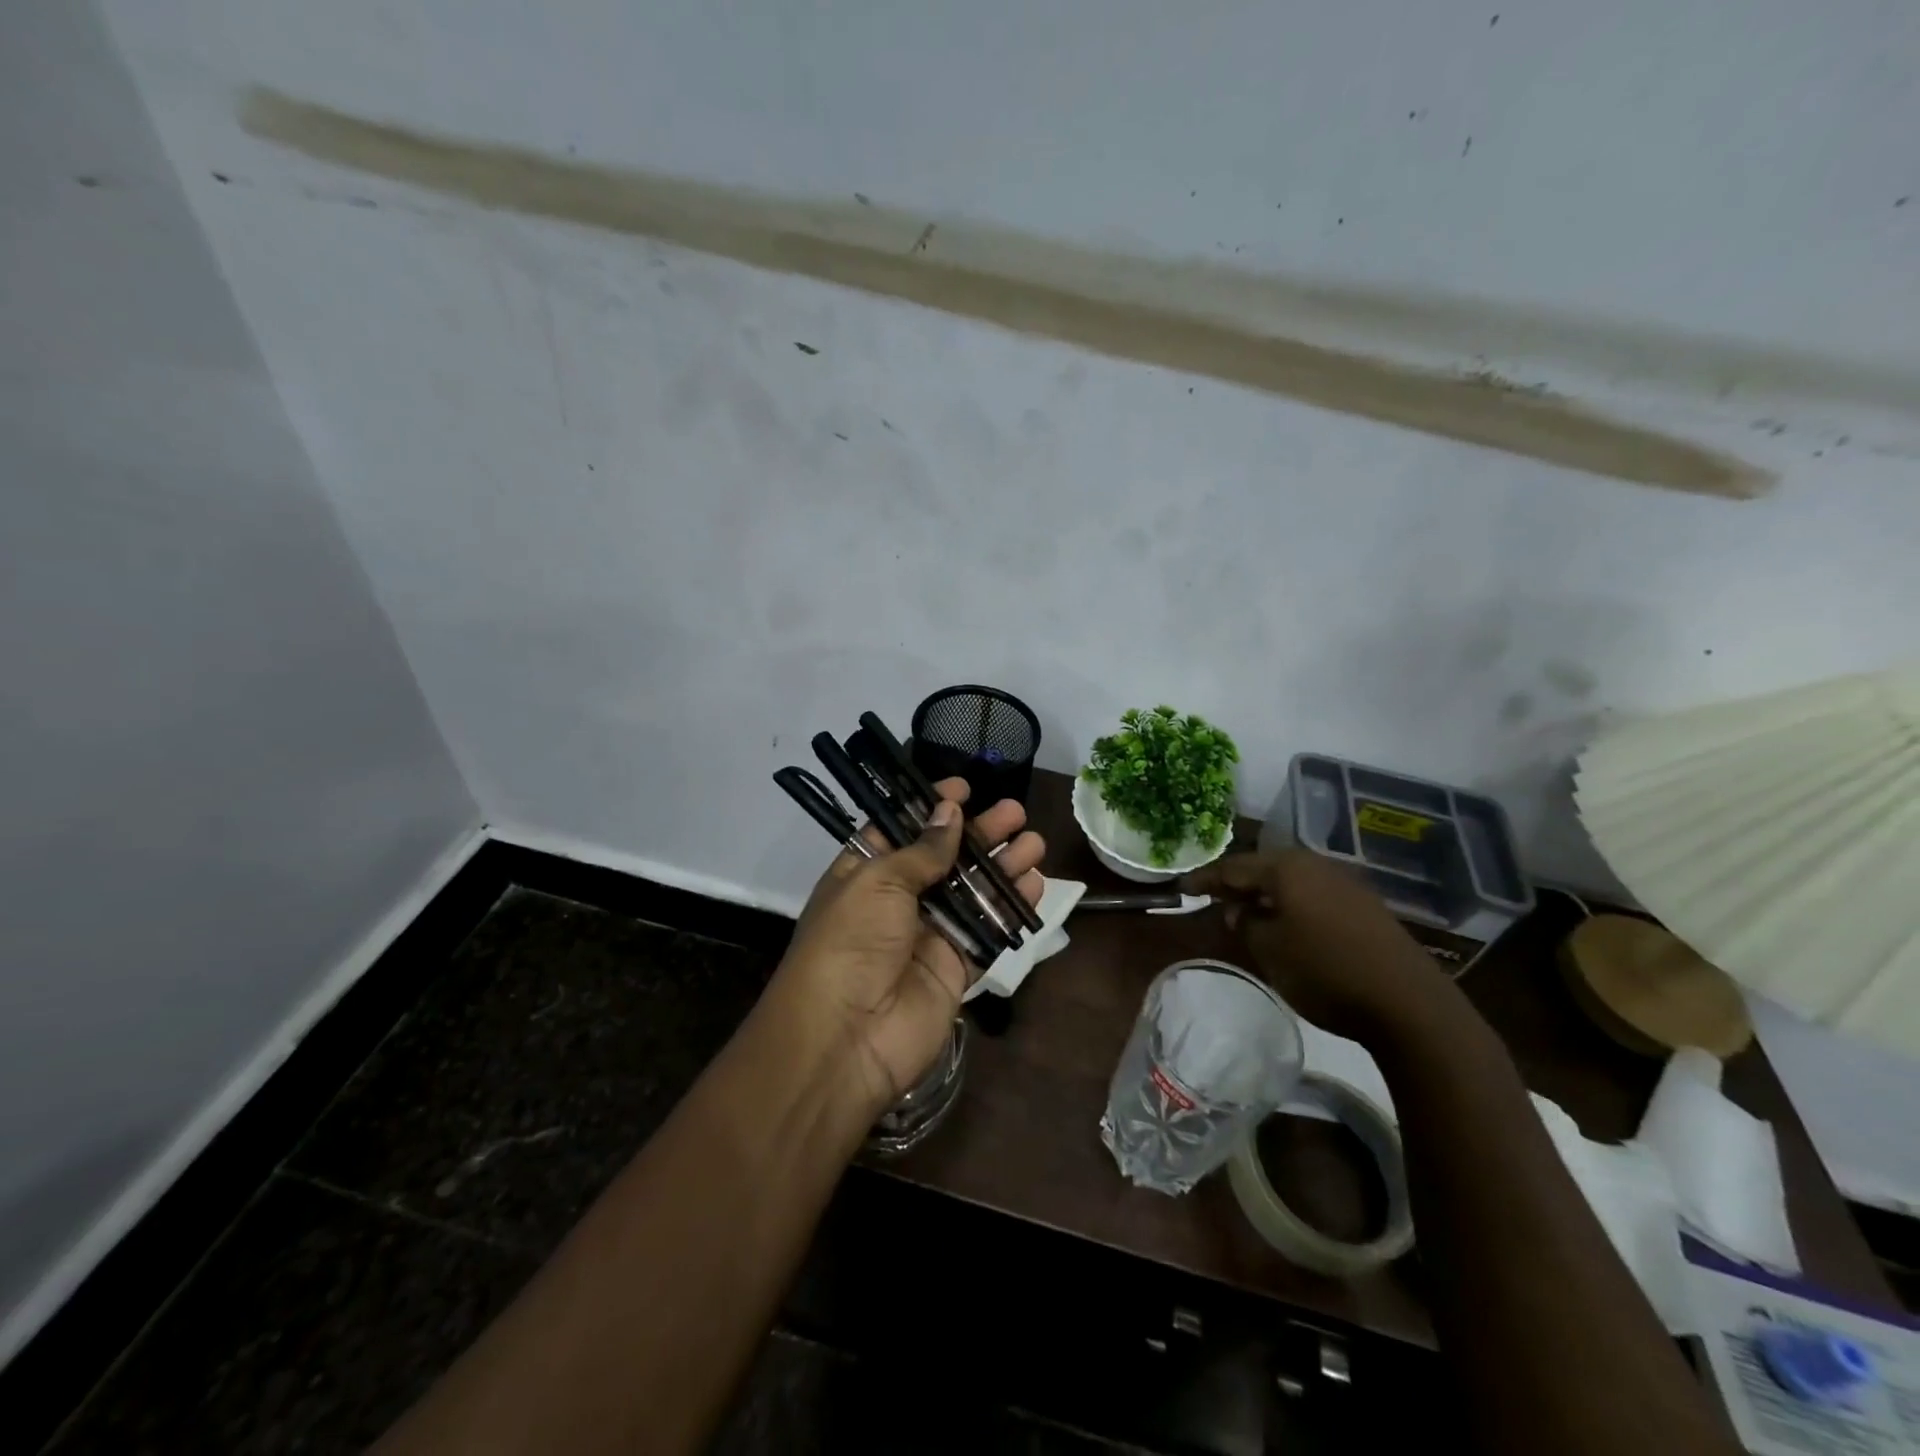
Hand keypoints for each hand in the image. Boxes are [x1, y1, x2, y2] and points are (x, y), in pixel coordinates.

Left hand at [772, 779, 1044, 1114]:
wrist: (846, 1038)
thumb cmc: (851, 942)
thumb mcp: (878, 882)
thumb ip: (922, 850)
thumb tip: (949, 811)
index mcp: (865, 873)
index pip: (900, 828)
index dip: (930, 806)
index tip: (963, 787)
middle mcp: (897, 900)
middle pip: (945, 857)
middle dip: (979, 833)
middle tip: (1014, 811)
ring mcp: (929, 934)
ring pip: (973, 891)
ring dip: (1003, 865)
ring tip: (1034, 841)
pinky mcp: (956, 967)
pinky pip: (988, 930)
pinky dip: (1011, 907)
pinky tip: (1036, 884)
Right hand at [1184, 849, 1456, 1042]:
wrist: (1408, 1003)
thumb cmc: (1324, 971)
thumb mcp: (1268, 950)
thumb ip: (1244, 923)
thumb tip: (1238, 909)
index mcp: (1286, 868)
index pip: (1233, 867)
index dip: (1205, 879)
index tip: (1181, 888)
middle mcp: (1315, 865)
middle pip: (1264, 868)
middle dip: (1236, 883)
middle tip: (1211, 898)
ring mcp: (1345, 883)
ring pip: (1291, 880)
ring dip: (1265, 894)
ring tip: (1245, 913)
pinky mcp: (1365, 906)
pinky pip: (1313, 894)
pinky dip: (1291, 904)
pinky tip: (1286, 924)